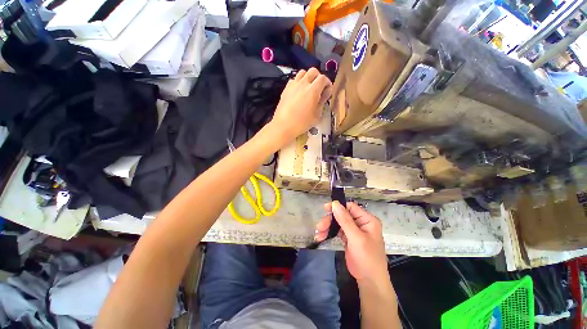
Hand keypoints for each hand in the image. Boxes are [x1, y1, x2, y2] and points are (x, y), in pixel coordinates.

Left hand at [269, 68, 331, 145]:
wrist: (284, 125)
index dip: (327, 83)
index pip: (323, 78)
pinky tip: (298, 92)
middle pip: (313, 71)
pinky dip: (298, 82)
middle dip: (318, 77)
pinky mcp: (286, 89)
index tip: (327, 91)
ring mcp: (293, 85)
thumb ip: (322, 102)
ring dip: (308, 77)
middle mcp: (303, 83)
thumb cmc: (302, 123)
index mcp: (313, 90)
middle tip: (319, 88)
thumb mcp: (317, 115)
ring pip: (302, 73)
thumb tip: (324, 94)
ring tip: (308, 88)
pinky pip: (293, 80)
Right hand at [315, 201, 388, 283]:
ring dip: (327, 227)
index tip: (325, 209)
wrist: (369, 281)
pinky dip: (329, 233)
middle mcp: (360, 222)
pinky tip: (321, 237)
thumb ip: (345, 220)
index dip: (338, 207)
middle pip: (342, 215)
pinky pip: (337, 231)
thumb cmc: (367, 258)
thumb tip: (335, 203)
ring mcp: (353, 230)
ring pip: (338, 222)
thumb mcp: (356, 238)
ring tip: (318, 234)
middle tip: (319, 227)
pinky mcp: (348, 237)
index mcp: (367, 219)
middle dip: (330, 220)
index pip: (350, 207)